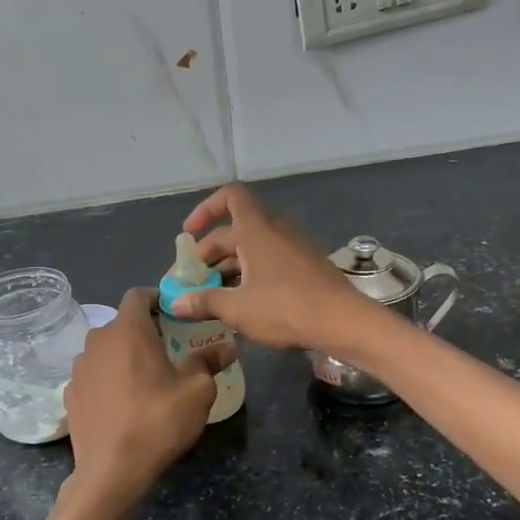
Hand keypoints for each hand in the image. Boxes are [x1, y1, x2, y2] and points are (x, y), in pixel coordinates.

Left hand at [63, 288, 230, 513]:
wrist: (111, 471)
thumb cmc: (158, 420)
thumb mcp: (197, 390)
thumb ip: (209, 361)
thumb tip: (228, 346)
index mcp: (128, 329)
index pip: (137, 294)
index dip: (157, 298)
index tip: (175, 314)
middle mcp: (97, 340)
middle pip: (122, 323)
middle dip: (145, 331)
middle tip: (170, 350)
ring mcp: (79, 368)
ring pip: (106, 350)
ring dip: (125, 356)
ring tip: (146, 380)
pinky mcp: (70, 394)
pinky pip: (94, 375)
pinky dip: (109, 380)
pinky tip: (124, 404)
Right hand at [171, 184, 380, 355]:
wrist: (343, 322)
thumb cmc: (286, 308)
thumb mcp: (238, 308)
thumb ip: (205, 302)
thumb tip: (176, 303)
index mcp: (256, 230)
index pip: (230, 196)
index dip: (206, 208)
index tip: (189, 233)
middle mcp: (275, 230)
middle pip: (234, 230)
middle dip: (209, 254)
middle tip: (192, 283)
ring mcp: (294, 247)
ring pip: (252, 248)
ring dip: (229, 267)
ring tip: (212, 298)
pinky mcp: (306, 265)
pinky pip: (270, 259)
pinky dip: (251, 273)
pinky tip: (243, 303)